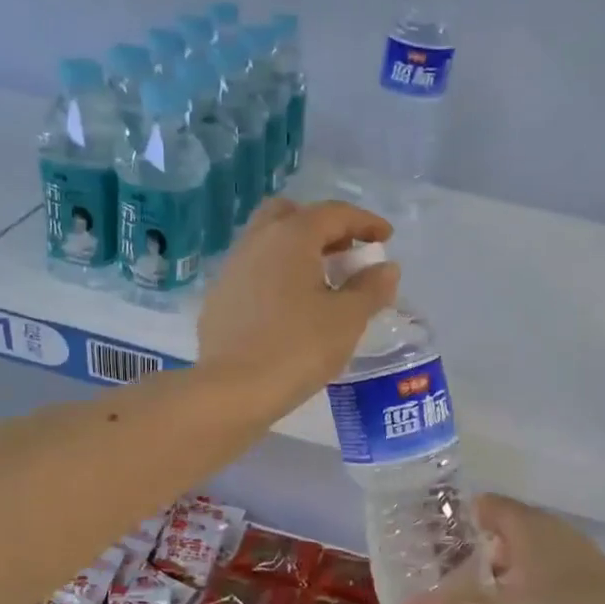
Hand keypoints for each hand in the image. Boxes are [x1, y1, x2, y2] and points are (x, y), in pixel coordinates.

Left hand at [197, 199, 399, 411]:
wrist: (232, 390)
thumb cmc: (298, 348)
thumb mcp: (347, 319)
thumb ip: (371, 288)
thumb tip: (385, 267)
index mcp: (291, 236)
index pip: (334, 213)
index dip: (365, 222)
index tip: (385, 237)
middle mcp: (257, 241)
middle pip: (292, 215)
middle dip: (323, 227)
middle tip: (345, 253)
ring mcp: (232, 268)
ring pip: (268, 242)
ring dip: (297, 251)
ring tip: (321, 282)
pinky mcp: (218, 298)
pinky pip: (253, 271)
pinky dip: (276, 275)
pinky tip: (289, 307)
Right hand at [401, 494, 604, 603]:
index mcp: (528, 527)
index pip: (484, 504)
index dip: (456, 517)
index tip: (428, 538)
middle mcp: (551, 531)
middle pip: (502, 528)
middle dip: (473, 549)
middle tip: (440, 572)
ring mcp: (574, 555)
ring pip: (525, 552)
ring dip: (499, 570)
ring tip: (471, 596)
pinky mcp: (590, 580)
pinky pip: (544, 571)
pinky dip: (523, 584)